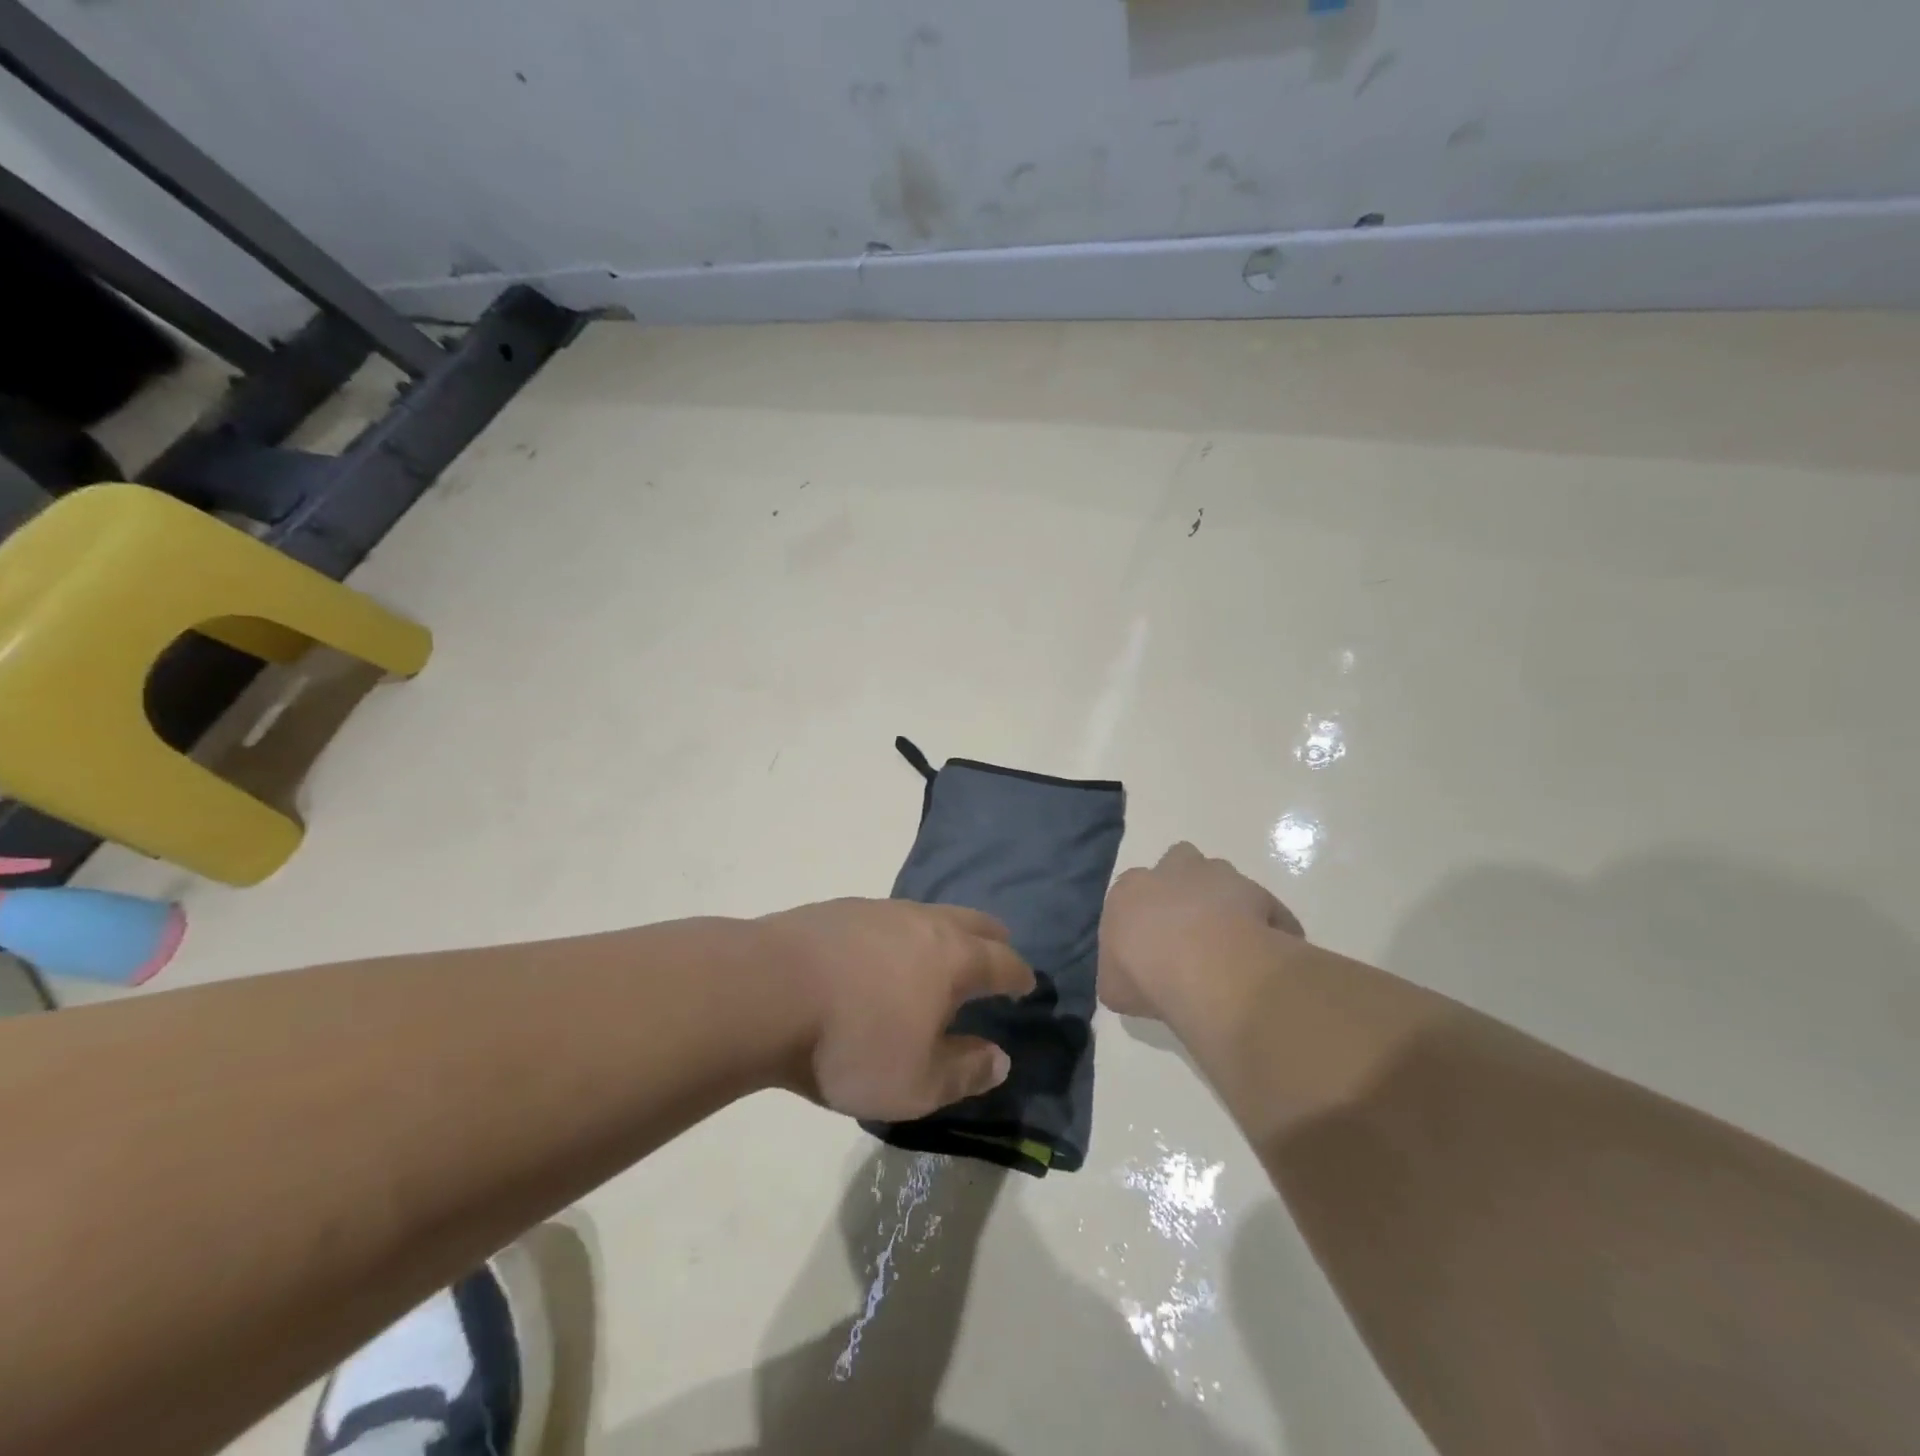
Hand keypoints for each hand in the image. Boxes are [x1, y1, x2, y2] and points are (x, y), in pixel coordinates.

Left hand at [757, 899, 1035, 1122]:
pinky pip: (887, 917)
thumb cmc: (851, 1044)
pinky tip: (880, 952)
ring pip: (928, 913)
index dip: (1020, 975)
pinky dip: (900, 933)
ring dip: (944, 931)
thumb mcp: (916, 1084)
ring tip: (939, 951)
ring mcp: (879, 910)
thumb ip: (965, 1071)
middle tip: (998, 950)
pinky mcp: (839, 909)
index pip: (1002, 962)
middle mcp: (923, 923)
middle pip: (972, 922)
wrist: (765, 992)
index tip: (1028, 983)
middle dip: (992, 938)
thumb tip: (1000, 1058)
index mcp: (953, 959)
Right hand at [1100, 842, 1301, 1020]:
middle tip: (1190, 932)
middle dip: (1183, 890)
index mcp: (1129, 889)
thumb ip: (1118, 975)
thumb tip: (1127, 979)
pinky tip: (1258, 958)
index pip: (1131, 893)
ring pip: (1220, 879)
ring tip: (1228, 945)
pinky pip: (1260, 908)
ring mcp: (1219, 876)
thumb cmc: (1149, 976)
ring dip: (1222, 902)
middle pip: (1177, 866)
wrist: (1211, 971)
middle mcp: (1172, 870)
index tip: (1149, 948)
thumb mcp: (1114, 989)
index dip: (1142, 918)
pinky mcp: (1259, 892)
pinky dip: (1260, 926)